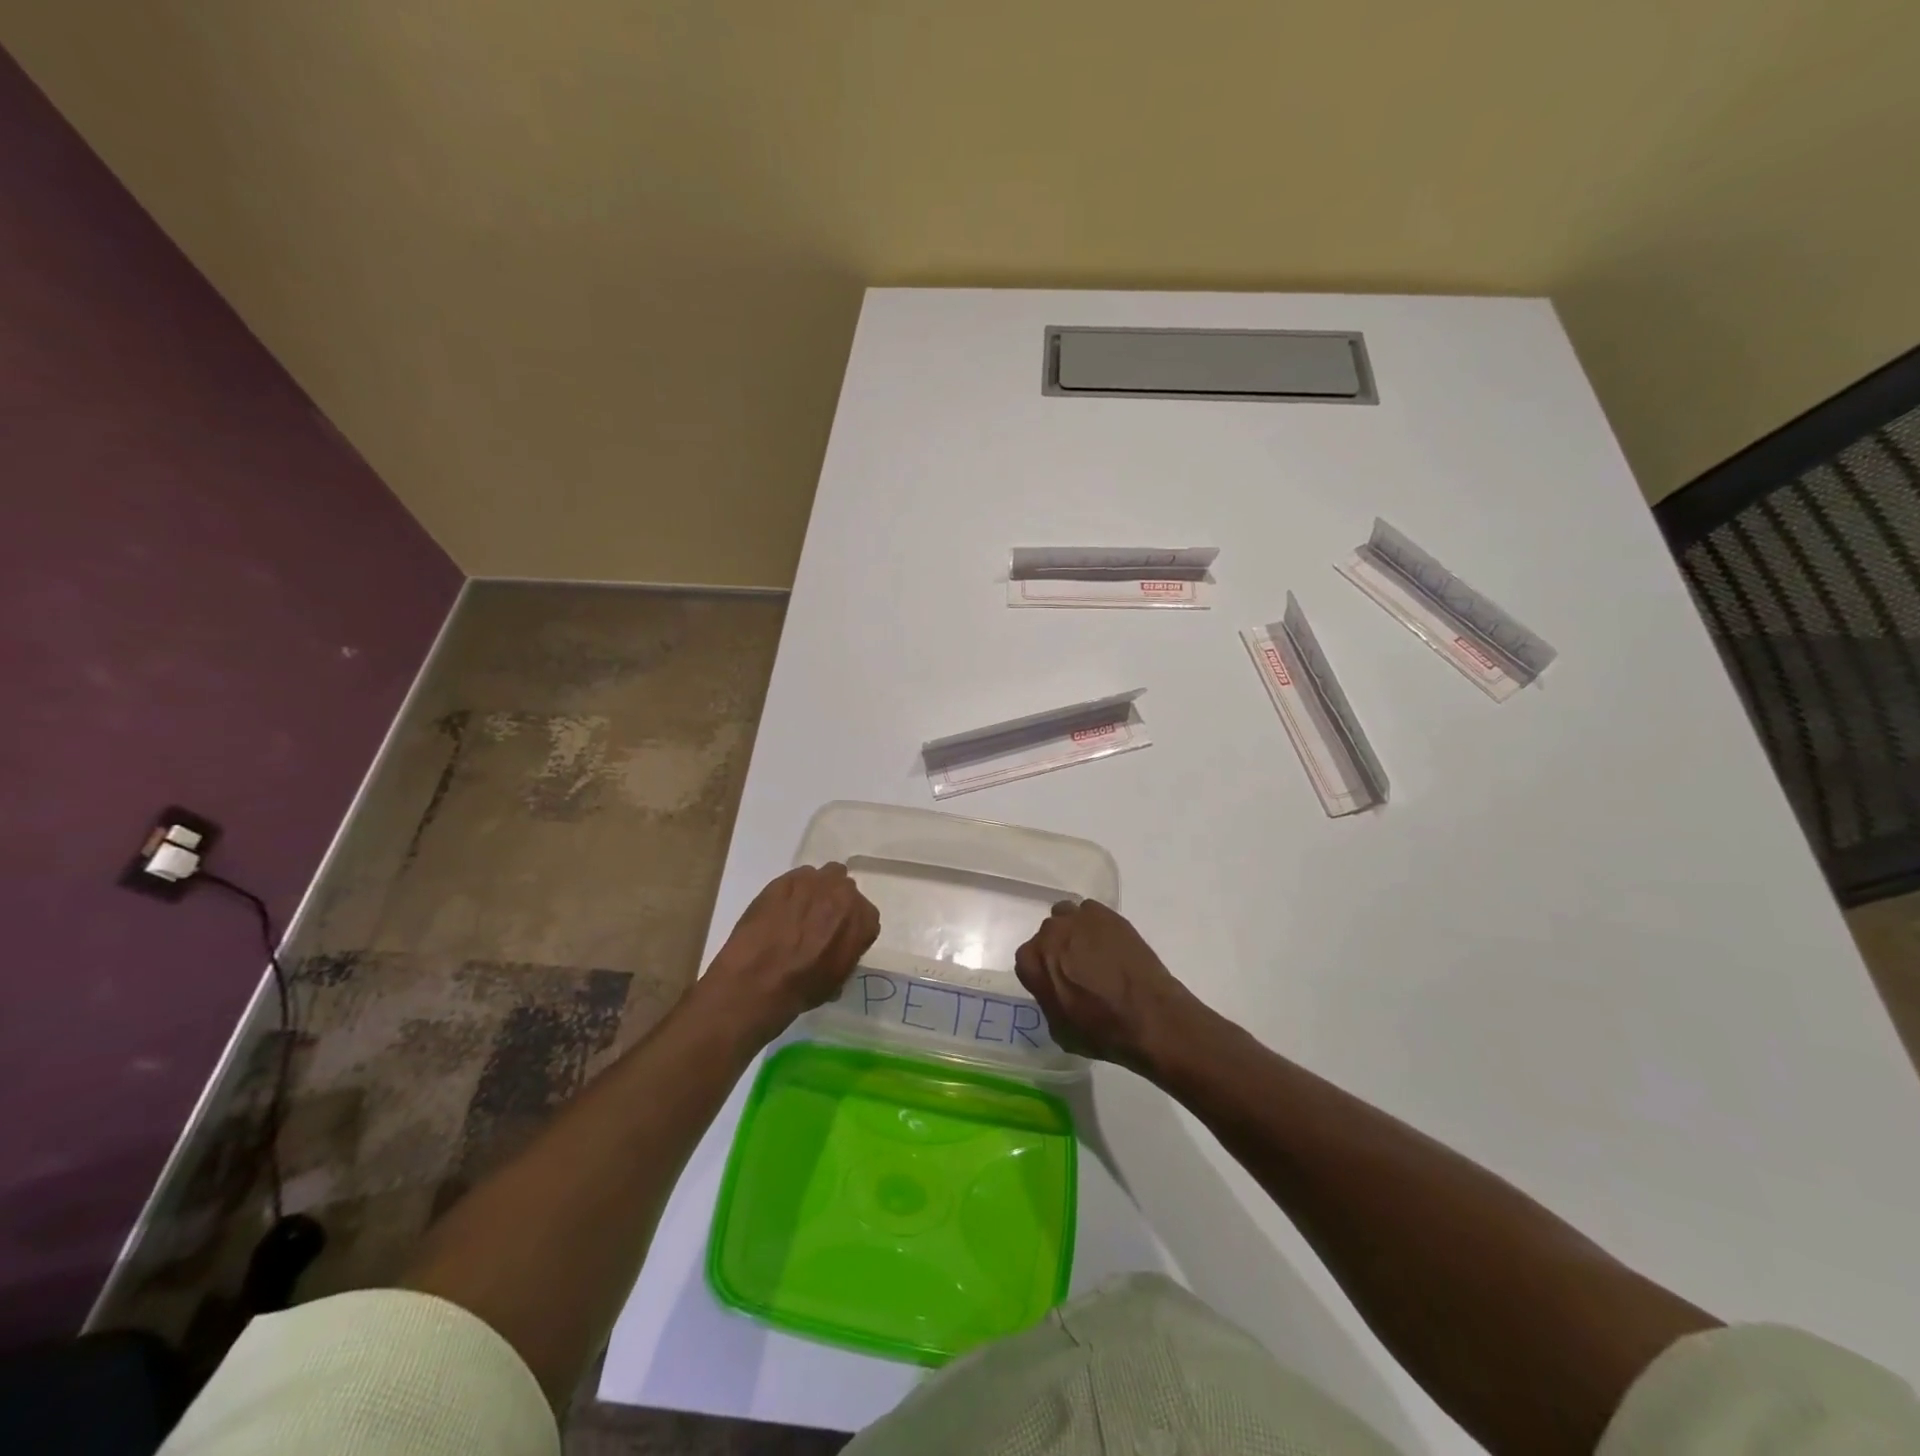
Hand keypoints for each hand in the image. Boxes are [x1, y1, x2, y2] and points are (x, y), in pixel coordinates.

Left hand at [703, 863, 879, 1040]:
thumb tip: (838, 950)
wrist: (758, 980)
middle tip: (818, 923)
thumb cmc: (803, 988)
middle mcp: (845, 894)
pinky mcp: (786, 878)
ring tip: (798, 912)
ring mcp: (815, 882)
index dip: (851, 927)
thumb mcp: (838, 979)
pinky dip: (793, 890)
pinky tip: (779, 909)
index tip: (837, 938)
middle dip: (835, 904)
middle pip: (845, 890)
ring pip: (823, 876)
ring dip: (816, 890)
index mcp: (864, 920)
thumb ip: (847, 953)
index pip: (866, 916)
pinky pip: (797, 877)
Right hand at [1013, 900, 1204, 1073]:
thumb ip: (1049, 1002)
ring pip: (1066, 916)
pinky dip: (1097, 925)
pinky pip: (1092, 912)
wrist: (1149, 1016)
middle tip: (1075, 969)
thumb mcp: (1060, 1031)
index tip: (1055, 985)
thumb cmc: (1101, 1031)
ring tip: (1092, 951)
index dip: (1042, 974)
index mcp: (1032, 961)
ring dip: (1073, 931)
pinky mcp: (1106, 914)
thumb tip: (1056, 993)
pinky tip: (1110, 944)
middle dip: (1057, 949)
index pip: (1026, 960)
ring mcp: (1078, 919)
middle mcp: (1050, 933)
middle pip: (1047, 936)